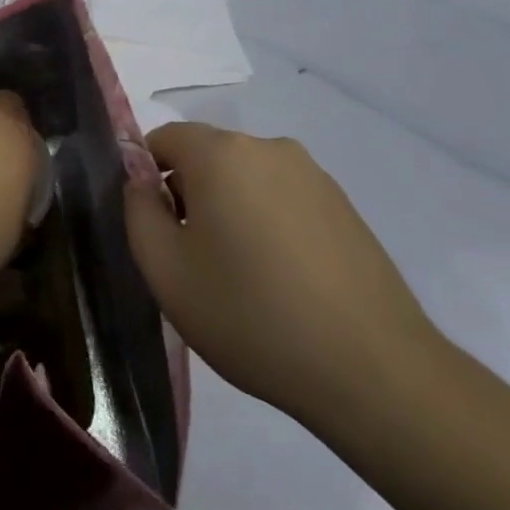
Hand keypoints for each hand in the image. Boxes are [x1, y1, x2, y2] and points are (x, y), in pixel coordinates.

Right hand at [124, 122, 442, 423]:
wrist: (372, 370)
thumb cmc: (250, 315)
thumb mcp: (165, 270)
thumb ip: (137, 211)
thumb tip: (141, 180)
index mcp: (221, 153)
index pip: (163, 138)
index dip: (147, 177)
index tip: (155, 228)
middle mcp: (268, 148)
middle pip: (207, 156)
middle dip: (189, 194)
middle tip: (192, 258)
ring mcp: (313, 175)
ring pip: (246, 178)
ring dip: (229, 209)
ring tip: (239, 275)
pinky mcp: (344, 206)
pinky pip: (283, 198)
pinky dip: (268, 223)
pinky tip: (282, 280)